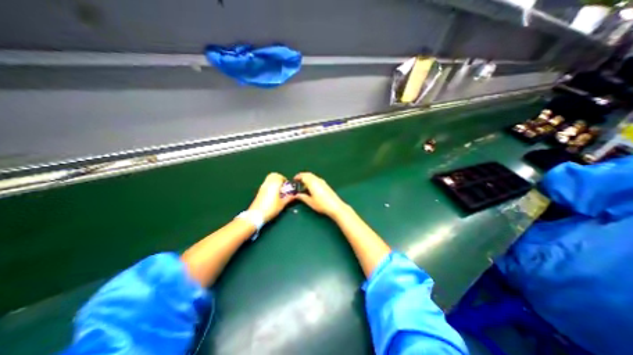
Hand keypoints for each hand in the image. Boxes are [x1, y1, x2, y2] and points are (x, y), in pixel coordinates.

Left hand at [248, 172, 295, 220]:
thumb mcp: (282, 204)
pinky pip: (266, 184)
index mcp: (274, 185)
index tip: (288, 186)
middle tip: (283, 186)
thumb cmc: (271, 209)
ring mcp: (262, 187)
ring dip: (275, 182)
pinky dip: (271, 185)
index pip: (280, 176)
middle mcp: (268, 183)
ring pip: (269, 179)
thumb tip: (294, 195)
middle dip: (279, 178)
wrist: (256, 215)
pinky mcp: (259, 191)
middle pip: (274, 175)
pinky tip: (273, 194)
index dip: (285, 180)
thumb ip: (289, 198)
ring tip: (279, 190)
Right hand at [293, 173, 348, 218]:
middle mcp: (317, 180)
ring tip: (303, 185)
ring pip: (313, 176)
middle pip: (308, 174)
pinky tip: (311, 188)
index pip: (303, 176)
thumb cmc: (321, 204)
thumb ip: (302, 197)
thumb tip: (296, 195)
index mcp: (312, 183)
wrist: (335, 206)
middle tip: (297, 181)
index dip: (298, 176)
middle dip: (302, 176)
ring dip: (307, 178)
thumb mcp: (310, 202)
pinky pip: (316, 179)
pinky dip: (312, 181)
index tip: (294, 179)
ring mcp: (322, 182)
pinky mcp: (325, 185)